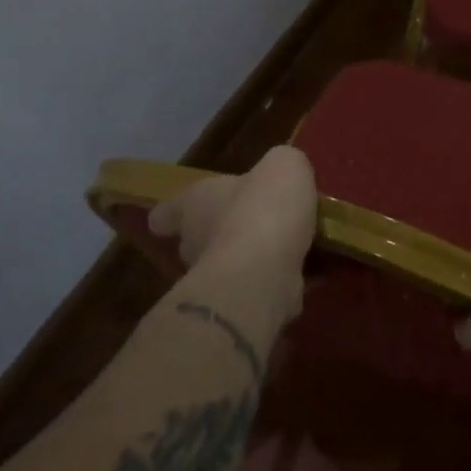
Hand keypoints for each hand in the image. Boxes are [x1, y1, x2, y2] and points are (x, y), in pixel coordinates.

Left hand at [148, 146, 317, 310]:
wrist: (265, 272)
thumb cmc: (263, 208)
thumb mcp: (283, 164)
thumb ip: (282, 165)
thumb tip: (282, 175)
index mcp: (194, 203)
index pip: (167, 211)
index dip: (171, 213)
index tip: (171, 218)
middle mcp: (195, 242)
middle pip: (198, 238)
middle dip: (222, 233)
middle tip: (253, 224)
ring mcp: (215, 278)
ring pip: (229, 265)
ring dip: (251, 258)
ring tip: (286, 249)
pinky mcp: (239, 305)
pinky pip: (257, 288)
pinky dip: (276, 281)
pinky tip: (303, 273)